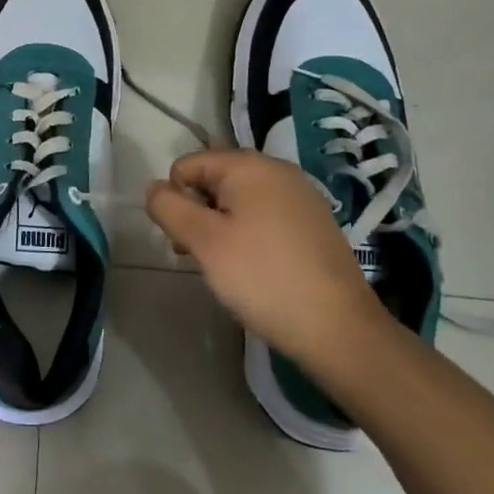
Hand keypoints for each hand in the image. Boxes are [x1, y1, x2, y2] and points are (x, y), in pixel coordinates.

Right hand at [146, 150, 385, 368]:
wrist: (338, 328)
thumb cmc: (262, 277)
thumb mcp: (203, 242)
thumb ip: (169, 207)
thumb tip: (154, 188)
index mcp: (248, 165)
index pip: (186, 165)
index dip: (176, 200)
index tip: (188, 240)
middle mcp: (277, 169)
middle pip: (214, 179)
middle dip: (198, 212)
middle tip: (202, 256)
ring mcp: (301, 195)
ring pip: (239, 199)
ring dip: (222, 226)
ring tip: (227, 266)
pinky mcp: (314, 221)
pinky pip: (266, 215)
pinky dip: (250, 234)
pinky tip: (257, 268)